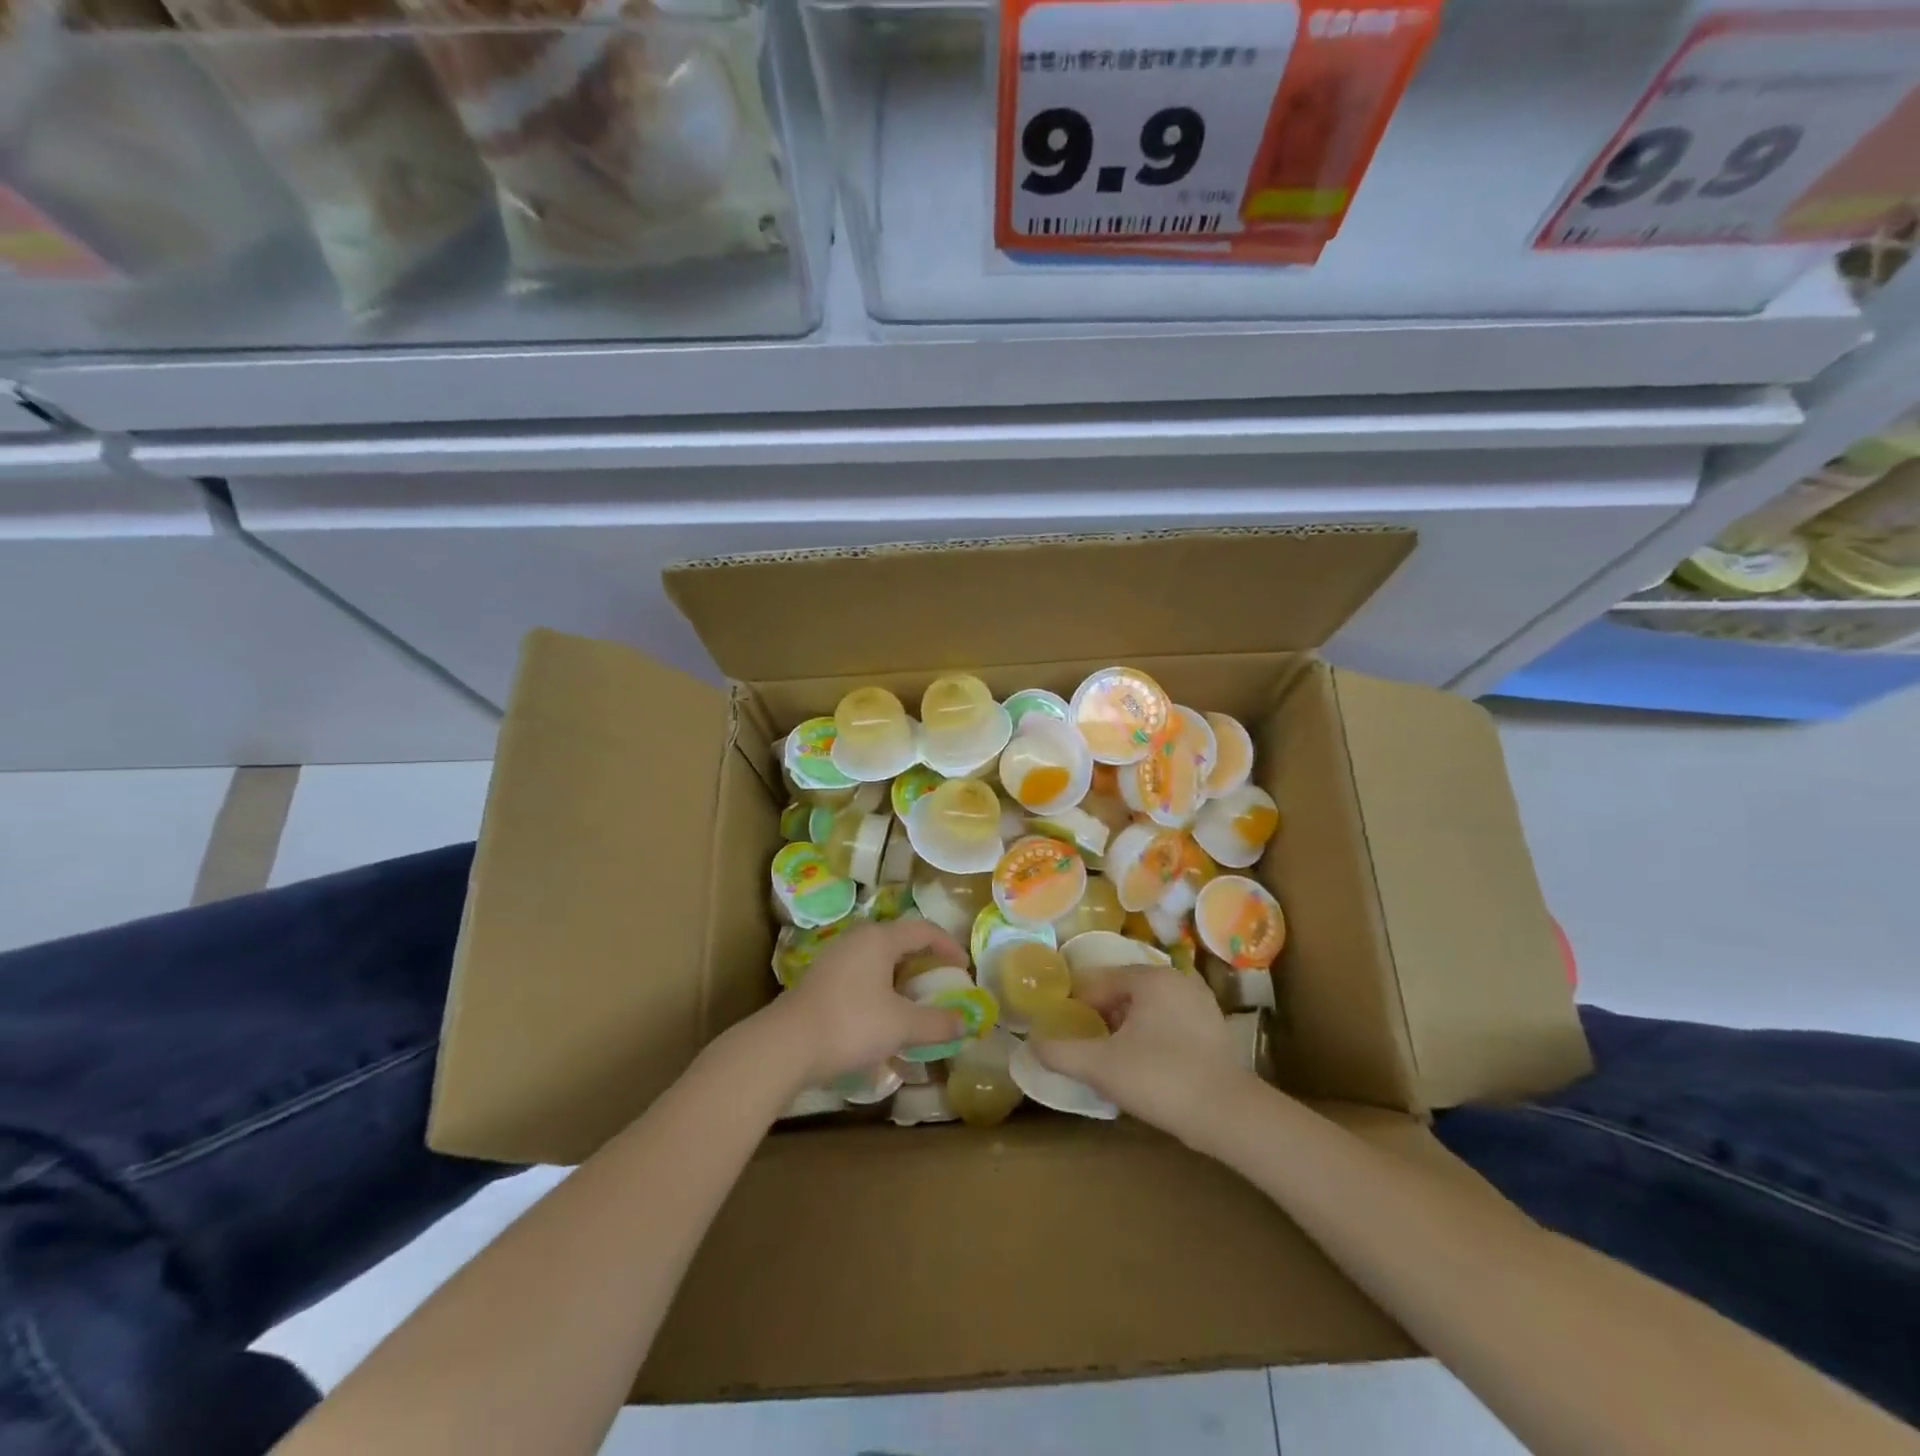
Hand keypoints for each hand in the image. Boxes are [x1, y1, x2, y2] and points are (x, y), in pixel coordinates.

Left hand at [758, 919, 967, 1089]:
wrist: (785, 1045)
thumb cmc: (851, 1024)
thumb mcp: (901, 1025)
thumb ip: (937, 1023)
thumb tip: (966, 1023)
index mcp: (879, 938)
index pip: (923, 929)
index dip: (948, 946)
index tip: (964, 968)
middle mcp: (856, 939)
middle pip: (899, 941)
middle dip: (923, 961)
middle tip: (941, 982)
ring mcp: (834, 958)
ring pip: (877, 959)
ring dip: (900, 977)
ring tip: (914, 1002)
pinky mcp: (820, 980)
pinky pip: (860, 975)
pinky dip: (880, 989)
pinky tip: (881, 1018)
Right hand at [1030, 967, 1252, 1143]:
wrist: (1228, 1115)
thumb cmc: (1160, 1078)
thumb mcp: (1101, 1066)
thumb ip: (1061, 1052)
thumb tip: (1032, 1043)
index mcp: (1149, 977)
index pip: (1098, 982)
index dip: (1076, 1006)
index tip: (1064, 1032)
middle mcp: (1176, 979)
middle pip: (1123, 992)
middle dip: (1102, 1016)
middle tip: (1088, 1047)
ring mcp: (1200, 1003)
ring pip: (1148, 1008)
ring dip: (1127, 1027)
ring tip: (1114, 1058)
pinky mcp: (1215, 1028)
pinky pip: (1170, 1022)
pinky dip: (1153, 1036)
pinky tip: (1146, 1065)